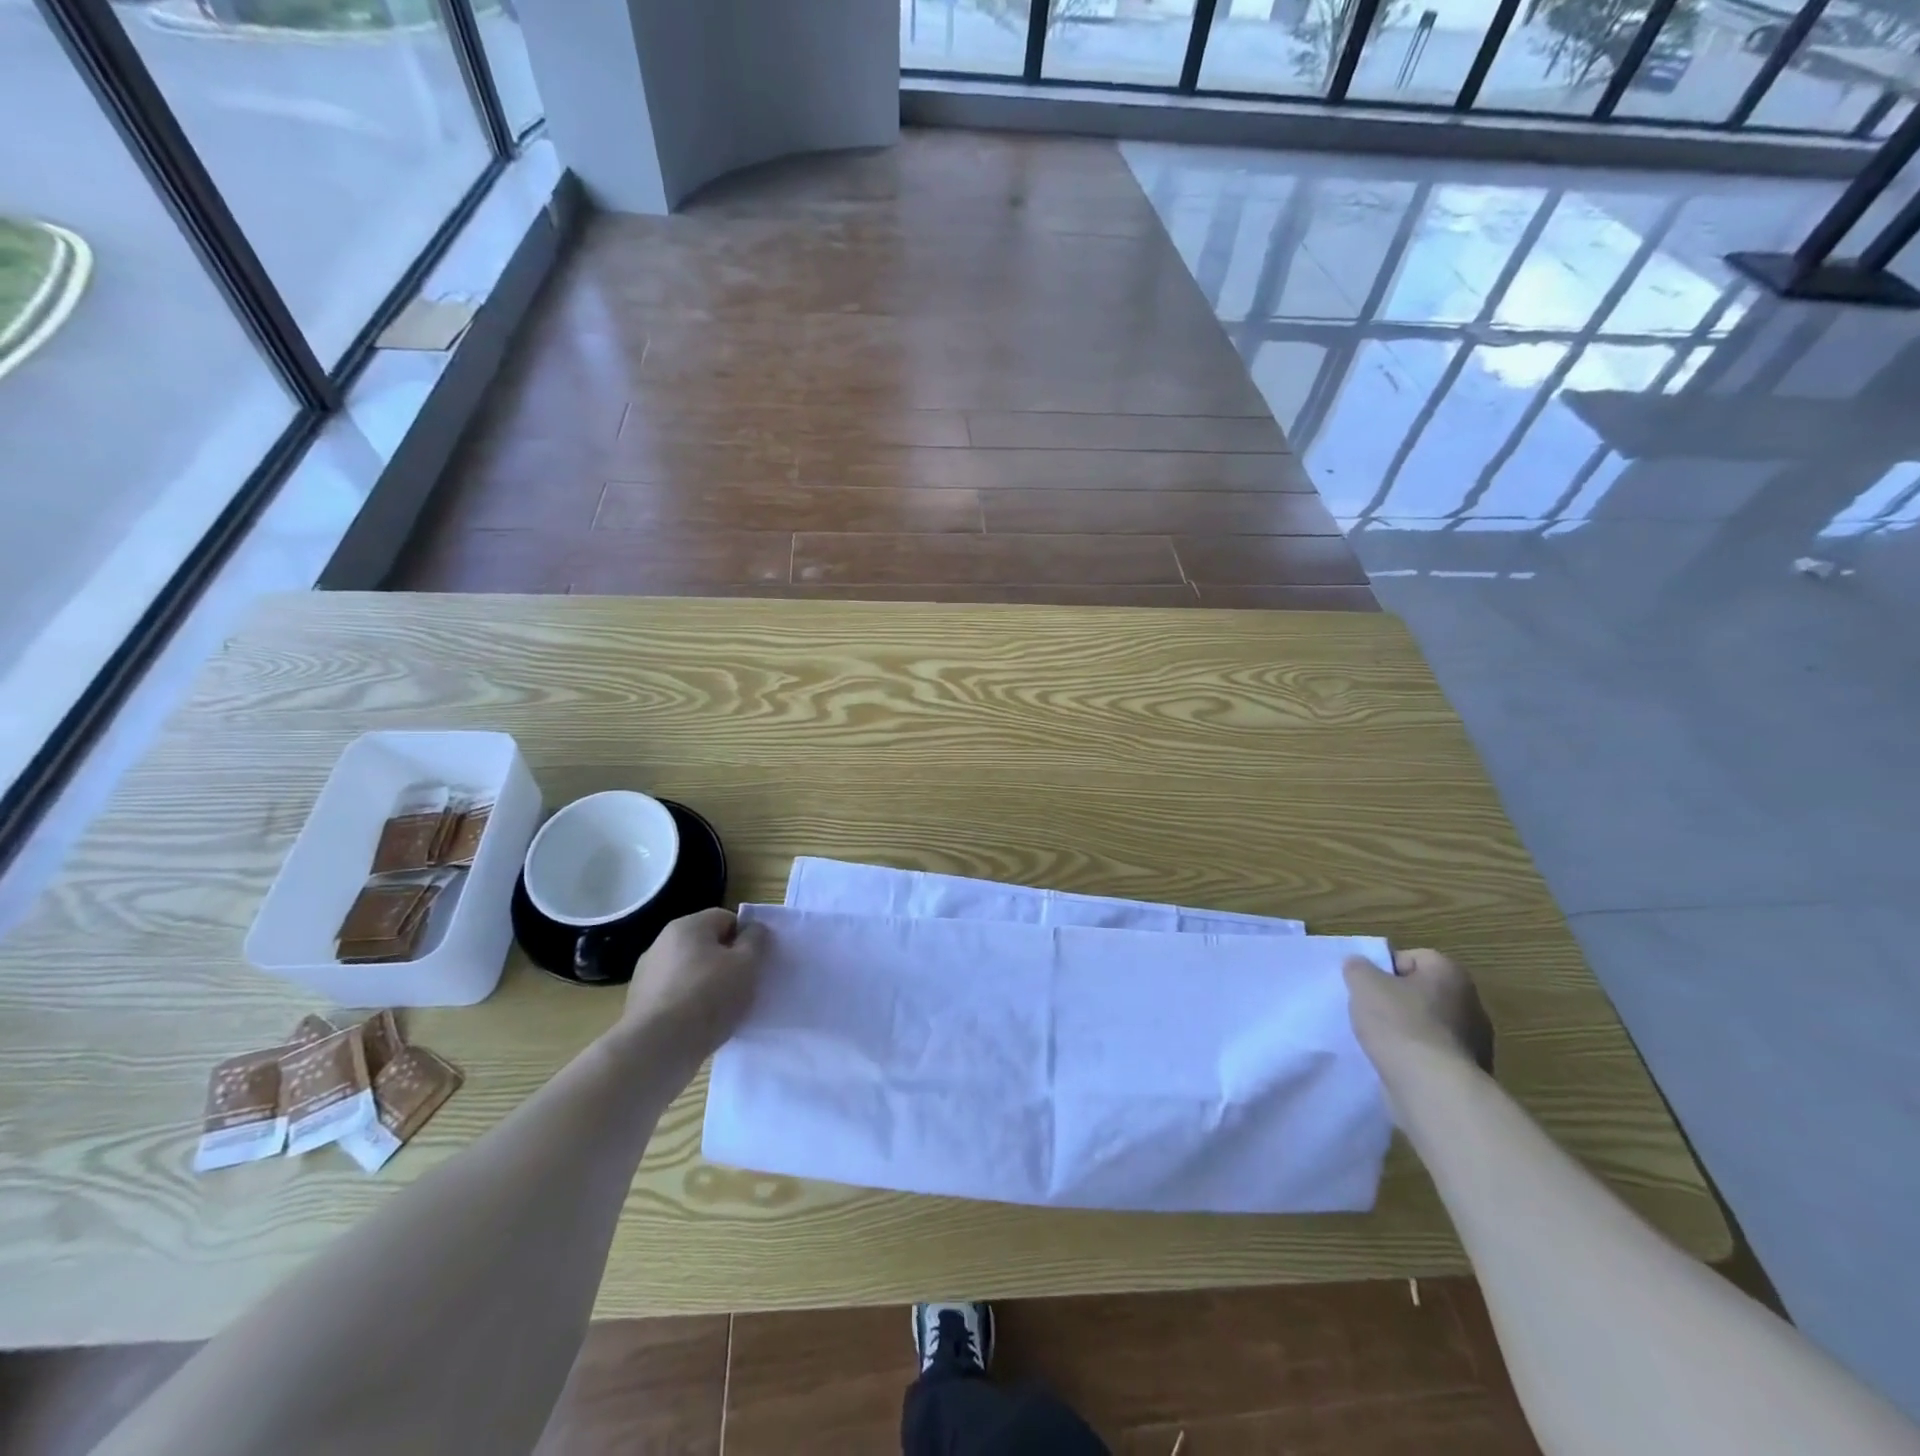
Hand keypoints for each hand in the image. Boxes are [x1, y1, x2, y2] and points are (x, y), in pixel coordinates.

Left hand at [618, 908, 766, 1065]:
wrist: (658, 1048)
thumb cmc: (709, 997)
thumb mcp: (747, 964)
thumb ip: (756, 940)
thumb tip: (753, 929)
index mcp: (688, 926)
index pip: (725, 918)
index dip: (745, 938)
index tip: (754, 963)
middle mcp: (662, 942)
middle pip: (705, 945)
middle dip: (725, 961)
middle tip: (742, 985)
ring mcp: (646, 974)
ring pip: (688, 971)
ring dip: (705, 984)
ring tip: (721, 1010)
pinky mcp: (638, 1003)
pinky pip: (673, 995)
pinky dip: (687, 1004)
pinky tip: (698, 1024)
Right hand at [1344, 948, 1493, 1074]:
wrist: (1432, 1088)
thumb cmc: (1399, 1024)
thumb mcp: (1363, 984)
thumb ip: (1358, 967)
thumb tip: (1359, 965)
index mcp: (1450, 973)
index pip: (1411, 958)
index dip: (1384, 969)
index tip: (1366, 987)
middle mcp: (1471, 1002)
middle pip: (1422, 992)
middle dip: (1396, 1000)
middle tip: (1370, 1012)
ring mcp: (1476, 1041)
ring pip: (1429, 1025)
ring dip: (1407, 1031)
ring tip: (1381, 1042)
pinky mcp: (1471, 1073)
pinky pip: (1435, 1054)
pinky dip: (1417, 1057)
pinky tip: (1397, 1064)